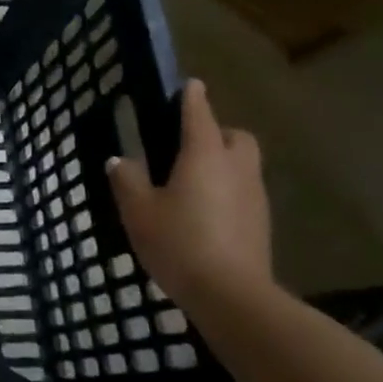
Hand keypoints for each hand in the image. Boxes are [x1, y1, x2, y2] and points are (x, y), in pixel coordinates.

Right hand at [107, 79, 272, 310]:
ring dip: (224, 162)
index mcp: (203, 156)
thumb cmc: (178, 242)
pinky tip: (205, 211)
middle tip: (190, 144)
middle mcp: (235, 168)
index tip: (190, 84)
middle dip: (218, 132)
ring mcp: (254, 197)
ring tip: (193, 180)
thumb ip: (127, 181)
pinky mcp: (261, 224)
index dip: (193, 98)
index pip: (200, 115)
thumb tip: (120, 160)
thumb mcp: (138, 211)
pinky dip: (228, 190)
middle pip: (236, 137)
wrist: (231, 296)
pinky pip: (244, 192)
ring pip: (244, 165)